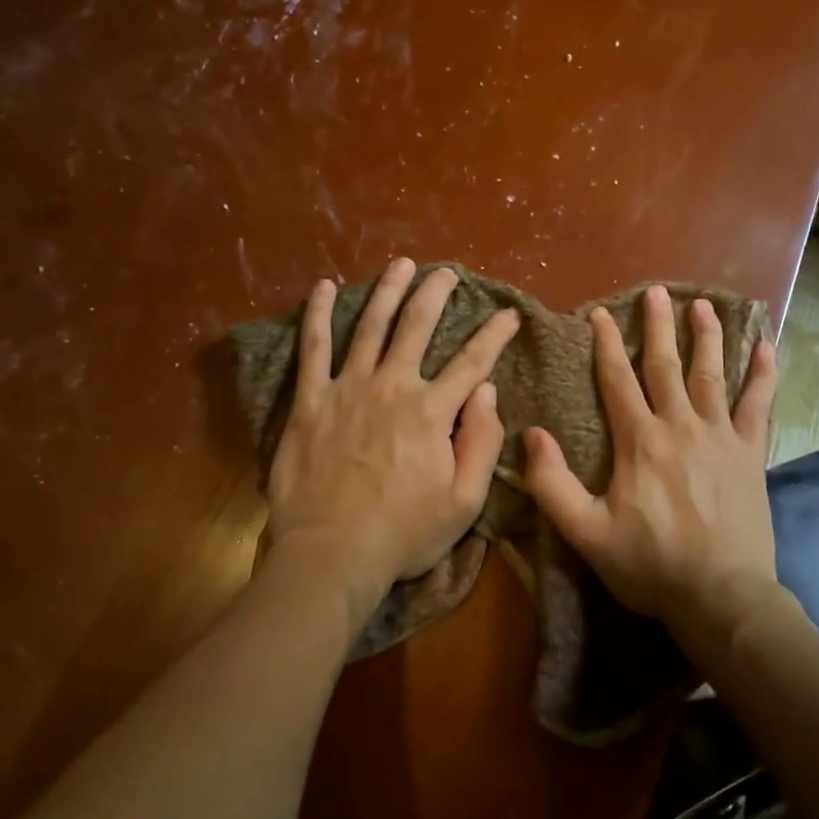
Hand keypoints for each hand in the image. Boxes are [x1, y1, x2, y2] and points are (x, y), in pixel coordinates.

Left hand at [263, 259, 519, 628]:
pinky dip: (317, 314)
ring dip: (388, 291)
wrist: (332, 552)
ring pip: (370, 325)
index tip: (508, 314)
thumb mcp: (464, 501)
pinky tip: (322, 287)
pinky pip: (313, 348)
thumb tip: (486, 390)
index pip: (472, 361)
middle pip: (417, 326)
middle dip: (436, 294)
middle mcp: (392, 386)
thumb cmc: (403, 533)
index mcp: (431, 411)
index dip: (494, 334)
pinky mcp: (310, 400)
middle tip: (447, 272)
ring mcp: (347, 388)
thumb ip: (481, 442)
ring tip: (400, 265)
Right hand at [523, 285, 778, 621]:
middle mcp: (680, 426)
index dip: (606, 344)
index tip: (600, 314)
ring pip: (712, 374)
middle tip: (656, 291)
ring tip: (704, 305)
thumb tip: (532, 435)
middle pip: (665, 365)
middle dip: (658, 326)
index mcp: (639, 441)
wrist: (721, 598)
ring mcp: (721, 437)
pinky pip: (759, 406)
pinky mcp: (751, 454)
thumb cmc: (649, 566)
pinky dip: (763, 375)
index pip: (618, 379)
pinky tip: (767, 347)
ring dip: (707, 337)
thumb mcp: (586, 532)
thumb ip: (552, 484)